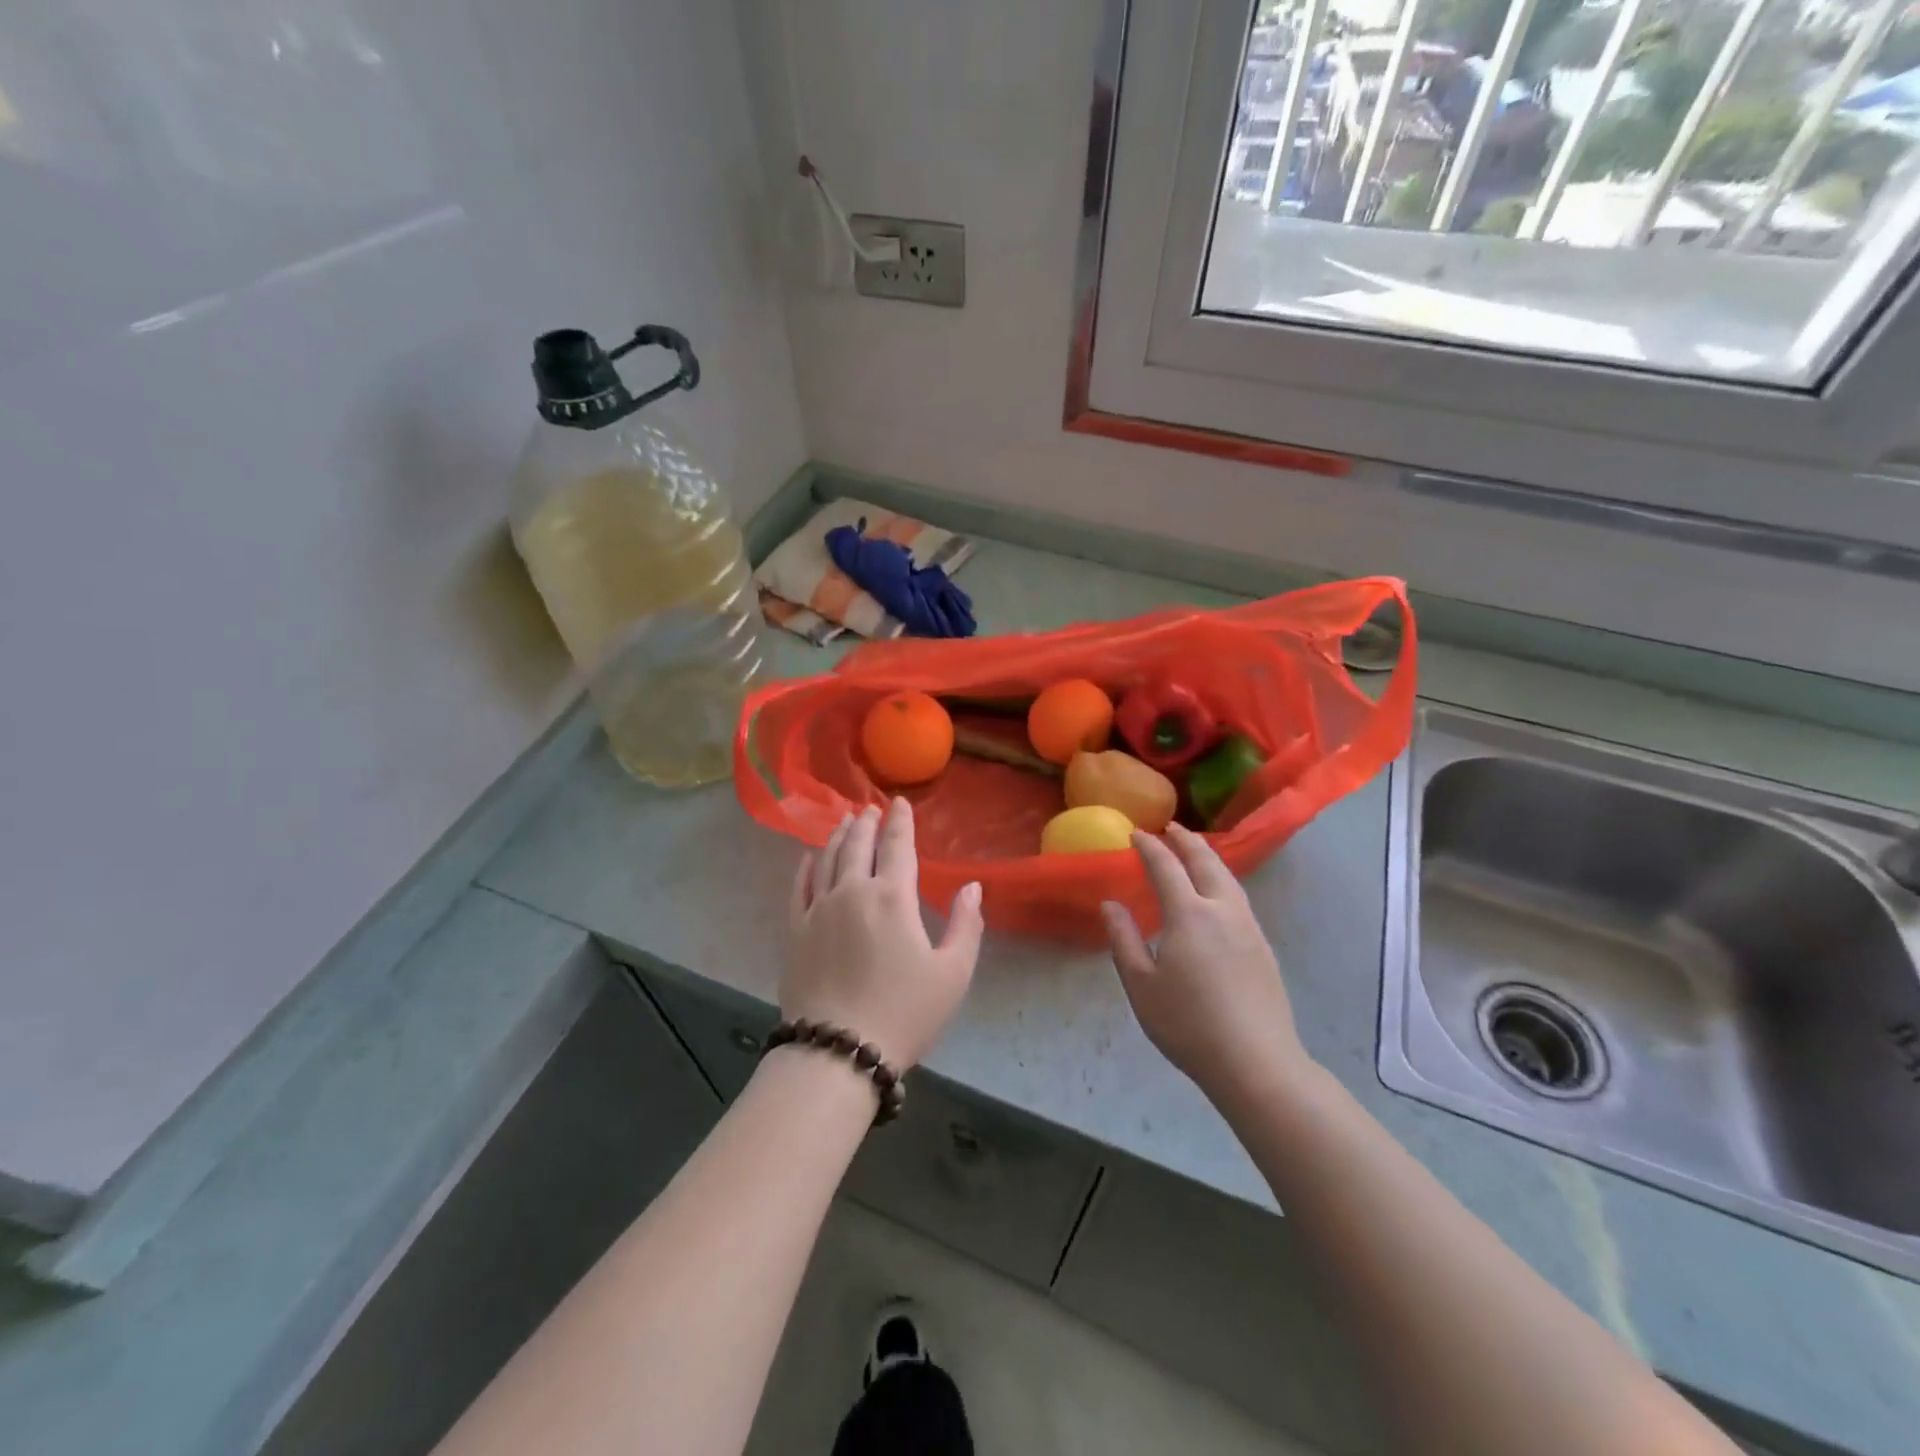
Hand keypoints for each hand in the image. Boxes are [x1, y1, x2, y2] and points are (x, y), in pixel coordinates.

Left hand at [783, 798, 983, 1069]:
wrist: (837, 1051)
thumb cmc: (904, 1013)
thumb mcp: (953, 974)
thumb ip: (966, 924)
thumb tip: (972, 886)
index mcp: (893, 897)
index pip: (897, 846)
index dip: (900, 821)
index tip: (899, 802)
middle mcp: (852, 892)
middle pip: (858, 845)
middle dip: (866, 823)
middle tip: (869, 808)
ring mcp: (818, 909)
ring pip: (827, 859)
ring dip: (837, 836)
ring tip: (844, 822)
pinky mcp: (795, 931)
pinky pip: (799, 887)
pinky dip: (806, 866)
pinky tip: (809, 857)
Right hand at [1103, 824, 1312, 1107]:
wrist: (1256, 1062)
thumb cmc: (1188, 1025)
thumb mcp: (1141, 985)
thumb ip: (1124, 939)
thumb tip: (1110, 904)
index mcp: (1189, 914)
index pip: (1166, 867)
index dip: (1150, 847)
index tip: (1136, 834)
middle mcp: (1222, 910)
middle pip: (1206, 861)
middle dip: (1187, 840)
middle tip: (1171, 827)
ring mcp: (1248, 927)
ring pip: (1228, 877)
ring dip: (1209, 856)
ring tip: (1195, 850)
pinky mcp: (1263, 946)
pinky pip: (1239, 897)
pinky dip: (1223, 879)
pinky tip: (1217, 893)